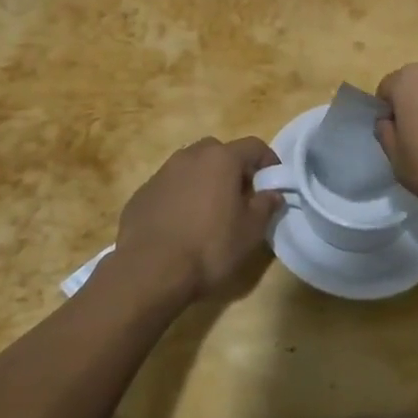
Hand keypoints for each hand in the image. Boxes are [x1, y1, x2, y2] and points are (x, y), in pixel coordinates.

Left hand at [113, 136, 282, 306]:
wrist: (148, 271)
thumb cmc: (208, 248)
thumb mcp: (249, 233)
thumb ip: (265, 207)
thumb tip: (273, 193)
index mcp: (221, 159)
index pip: (254, 146)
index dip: (268, 162)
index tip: (274, 184)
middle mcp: (191, 155)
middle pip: (220, 152)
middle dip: (234, 170)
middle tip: (241, 198)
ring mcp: (163, 171)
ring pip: (193, 167)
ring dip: (205, 181)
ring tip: (210, 213)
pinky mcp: (143, 191)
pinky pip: (171, 186)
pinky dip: (181, 196)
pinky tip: (181, 225)